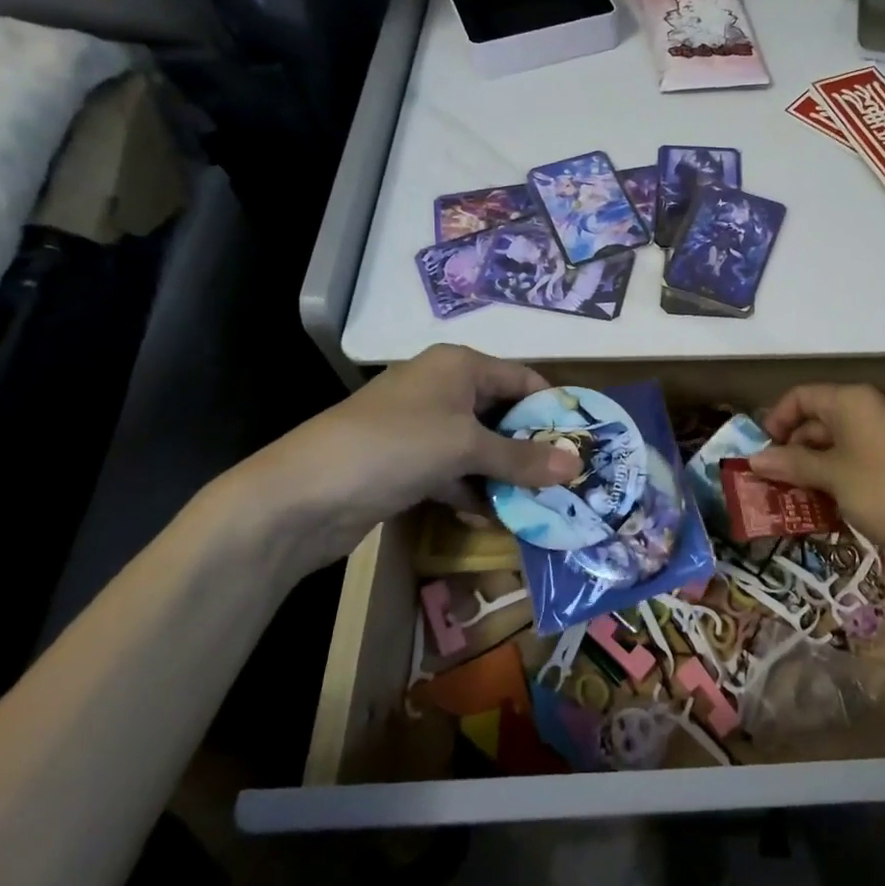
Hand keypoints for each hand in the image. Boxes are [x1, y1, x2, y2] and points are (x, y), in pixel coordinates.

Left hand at [219, 344, 577, 581]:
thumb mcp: (465, 447)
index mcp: (458, 366)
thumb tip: (576, 464)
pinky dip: (474, 492)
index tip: (583, 441)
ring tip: (542, 503)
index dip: (553, 407)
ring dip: (506, 475)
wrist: (301, 495)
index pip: (522, 377)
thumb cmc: (394, 446)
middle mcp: (442, 389)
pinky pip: (454, 473)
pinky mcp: (406, 464)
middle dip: (532, 447)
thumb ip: (522, 457)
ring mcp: (422, 428)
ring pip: (479, 447)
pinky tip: (495, 519)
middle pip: (502, 413)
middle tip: (568, 478)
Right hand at [749, 384, 884, 584]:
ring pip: (833, 446)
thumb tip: (754, 459)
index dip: (775, 421)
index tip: (759, 454)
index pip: (800, 397)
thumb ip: (791, 464)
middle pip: (816, 421)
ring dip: (809, 470)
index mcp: (851, 401)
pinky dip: (832, 481)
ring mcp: (883, 439)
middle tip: (768, 483)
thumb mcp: (831, 477)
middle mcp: (867, 411)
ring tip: (787, 500)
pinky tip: (819, 509)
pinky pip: (852, 464)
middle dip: (790, 450)